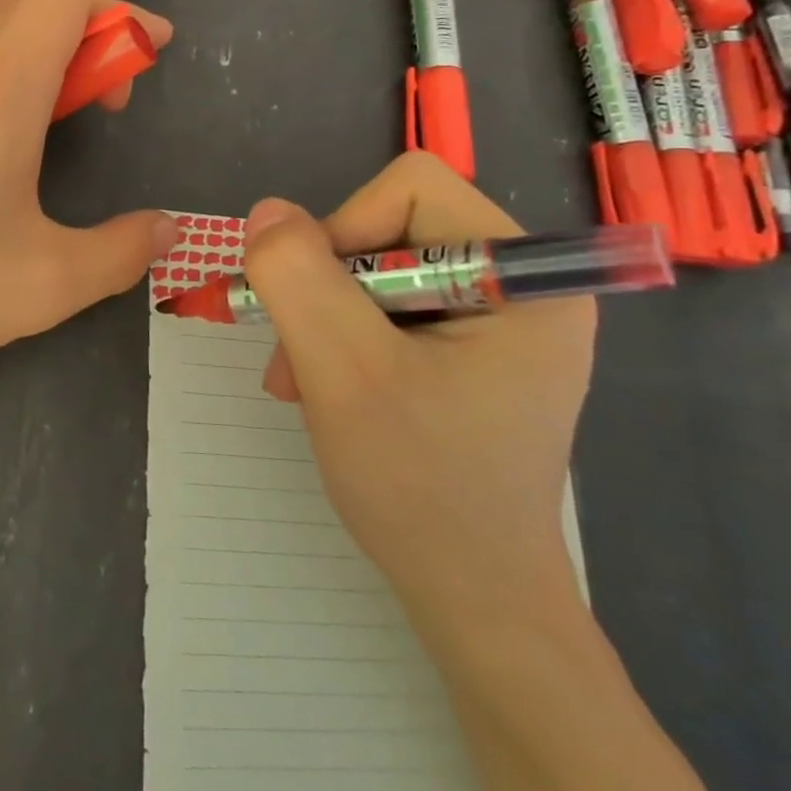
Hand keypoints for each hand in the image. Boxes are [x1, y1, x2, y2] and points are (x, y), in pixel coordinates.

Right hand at [240, 152, 596, 624]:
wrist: (472, 600)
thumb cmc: (419, 485)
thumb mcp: (342, 370)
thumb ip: (298, 277)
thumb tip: (267, 211)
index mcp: (524, 276)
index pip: (411, 189)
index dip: (343, 229)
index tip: (316, 304)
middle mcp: (522, 285)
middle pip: (391, 228)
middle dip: (328, 287)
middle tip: (298, 355)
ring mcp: (498, 321)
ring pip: (377, 270)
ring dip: (325, 317)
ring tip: (303, 381)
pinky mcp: (473, 351)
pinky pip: (388, 308)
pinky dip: (344, 339)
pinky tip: (326, 388)